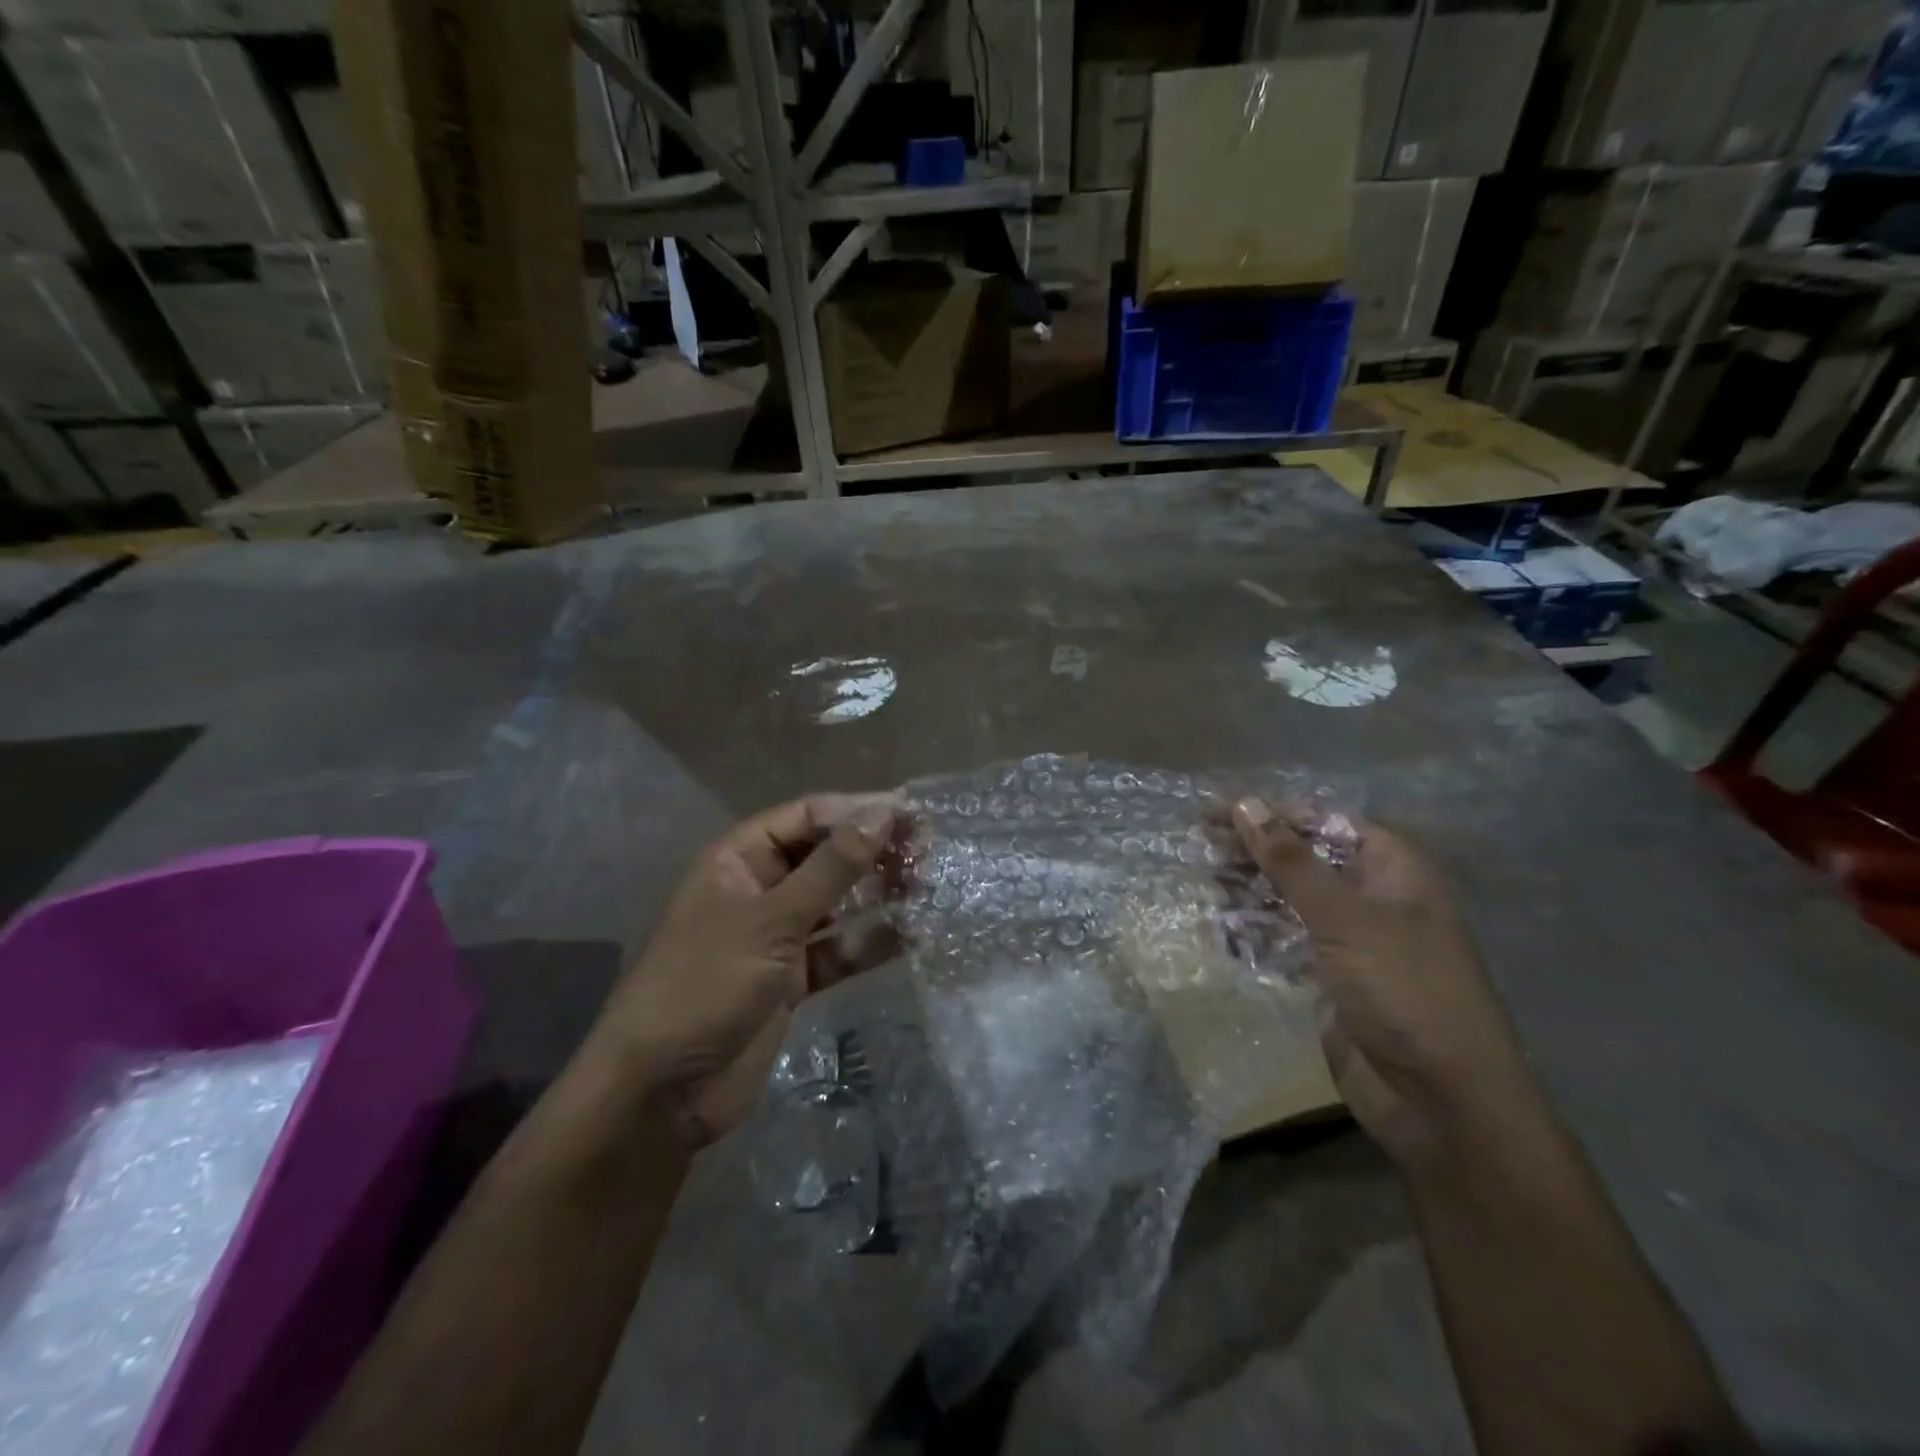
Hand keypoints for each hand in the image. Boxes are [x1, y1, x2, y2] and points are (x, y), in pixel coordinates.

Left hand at [594, 794, 899, 1149]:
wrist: (663, 1090)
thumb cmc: (707, 983)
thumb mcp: (771, 919)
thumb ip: (831, 868)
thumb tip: (882, 814)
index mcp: (740, 860)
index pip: (807, 816)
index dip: (857, 810)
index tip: (909, 814)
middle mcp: (760, 889)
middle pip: (825, 856)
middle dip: (872, 851)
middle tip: (927, 853)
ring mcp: (777, 936)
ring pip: (837, 902)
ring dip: (877, 894)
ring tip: (926, 887)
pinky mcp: (792, 979)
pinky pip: (838, 949)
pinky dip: (869, 942)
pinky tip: (910, 935)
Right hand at [1232, 799, 1546, 1177]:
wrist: (1440, 1102)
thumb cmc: (1402, 990)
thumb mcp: (1344, 917)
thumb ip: (1291, 861)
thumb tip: (1245, 804)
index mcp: (1392, 870)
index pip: (1323, 822)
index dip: (1271, 814)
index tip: (1216, 813)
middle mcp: (1372, 897)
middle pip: (1303, 859)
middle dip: (1253, 853)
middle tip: (1199, 849)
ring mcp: (1351, 941)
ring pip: (1289, 900)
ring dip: (1248, 893)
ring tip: (1205, 888)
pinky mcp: (1330, 979)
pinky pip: (1285, 943)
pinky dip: (1254, 935)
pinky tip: (1223, 934)